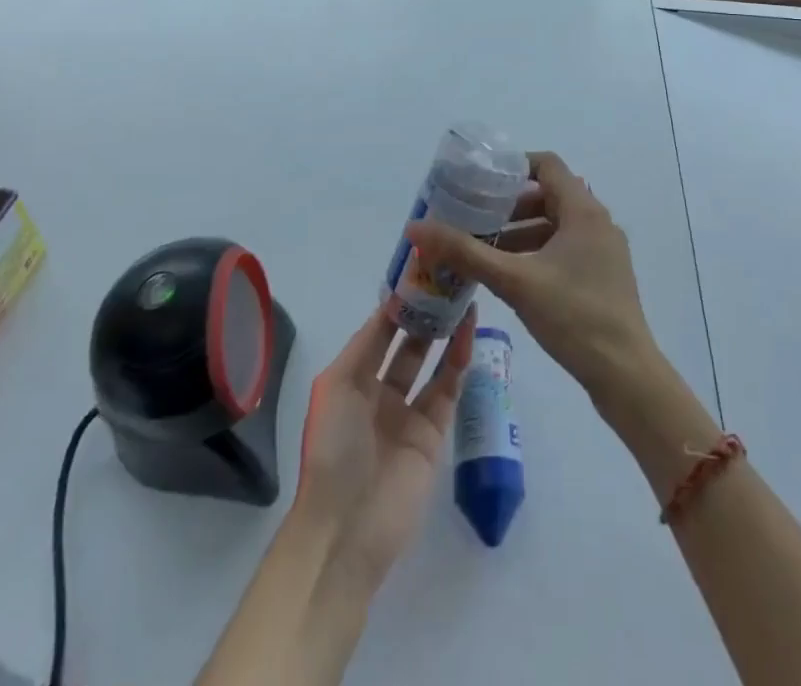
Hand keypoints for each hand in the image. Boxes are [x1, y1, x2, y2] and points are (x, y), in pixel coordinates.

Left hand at [294, 304, 475, 591]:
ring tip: (464, 299)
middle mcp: (380, 392)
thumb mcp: (336, 387)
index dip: (398, 304)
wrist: (347, 528)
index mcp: (352, 380)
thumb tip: (390, 304)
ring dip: (446, 333)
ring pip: (431, 363)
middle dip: (425, 315)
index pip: (379, 332)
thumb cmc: (332, 449)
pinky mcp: (433, 435)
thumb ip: (365, 344)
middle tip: (448, 281)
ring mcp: (408, 414)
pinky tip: (468, 333)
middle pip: (408, 344)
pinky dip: (458, 362)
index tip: (420, 272)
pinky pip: (447, 390)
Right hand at [407, 151, 656, 407]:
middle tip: (474, 218)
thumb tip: (416, 228)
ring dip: (522, 232)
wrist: (626, 374)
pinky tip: (512, 276)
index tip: (480, 181)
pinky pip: (566, 249)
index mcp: (583, 210)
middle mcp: (597, 222)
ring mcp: (604, 250)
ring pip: (556, 225)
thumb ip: (465, 252)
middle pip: (549, 195)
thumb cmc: (573, 316)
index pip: (546, 165)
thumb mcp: (513, 280)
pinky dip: (538, 252)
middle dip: (510, 206)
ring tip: (484, 250)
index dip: (513, 166)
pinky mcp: (604, 276)